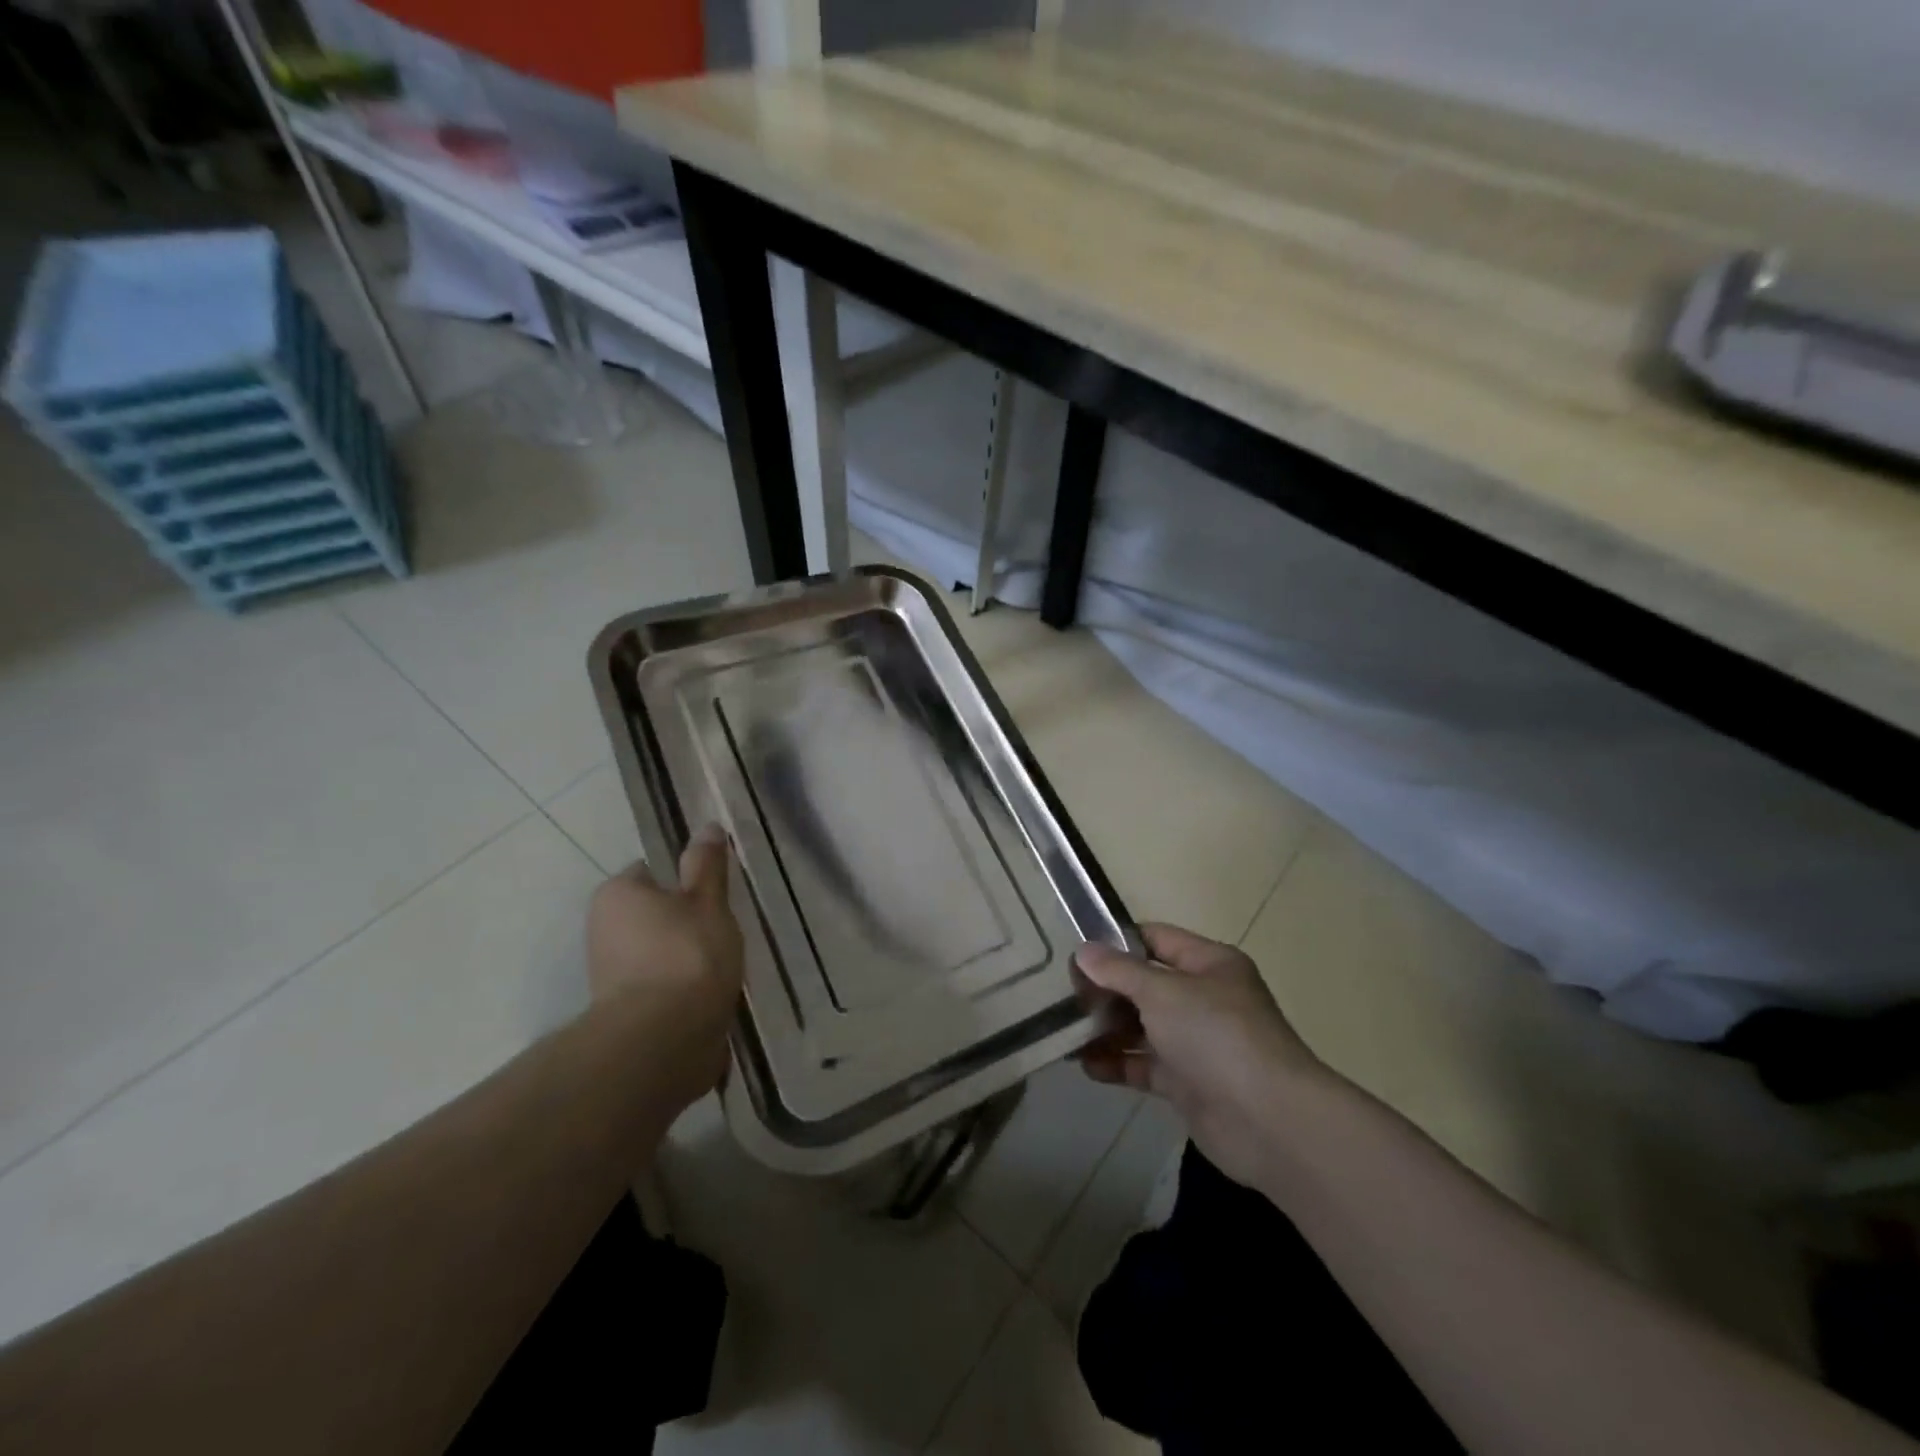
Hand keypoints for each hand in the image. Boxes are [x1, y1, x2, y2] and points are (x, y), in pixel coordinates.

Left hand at [587, 825, 744, 1098]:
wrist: (663, 1043)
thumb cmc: (687, 956)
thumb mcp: (707, 901)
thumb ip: (707, 866)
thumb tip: (708, 827)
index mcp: (617, 894)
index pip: (653, 872)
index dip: (687, 880)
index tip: (715, 896)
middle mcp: (603, 930)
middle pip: (656, 915)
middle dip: (687, 923)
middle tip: (724, 931)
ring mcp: (610, 975)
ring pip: (660, 953)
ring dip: (687, 959)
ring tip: (724, 969)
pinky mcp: (624, 1013)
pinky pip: (661, 987)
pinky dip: (683, 991)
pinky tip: (711, 997)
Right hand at [1076, 924, 1331, 1188]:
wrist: (1267, 1121)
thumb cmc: (1215, 1035)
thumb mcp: (1162, 991)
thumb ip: (1119, 971)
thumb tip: (1084, 951)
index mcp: (1209, 964)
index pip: (1156, 939)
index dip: (1117, 942)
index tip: (1077, 952)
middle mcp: (1205, 998)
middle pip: (1146, 984)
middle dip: (1106, 990)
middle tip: (1063, 995)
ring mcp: (1197, 1043)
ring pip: (1143, 1026)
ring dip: (1107, 1029)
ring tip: (1066, 1031)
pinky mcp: (1189, 1083)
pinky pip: (1145, 1065)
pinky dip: (1118, 1064)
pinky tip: (1086, 1065)